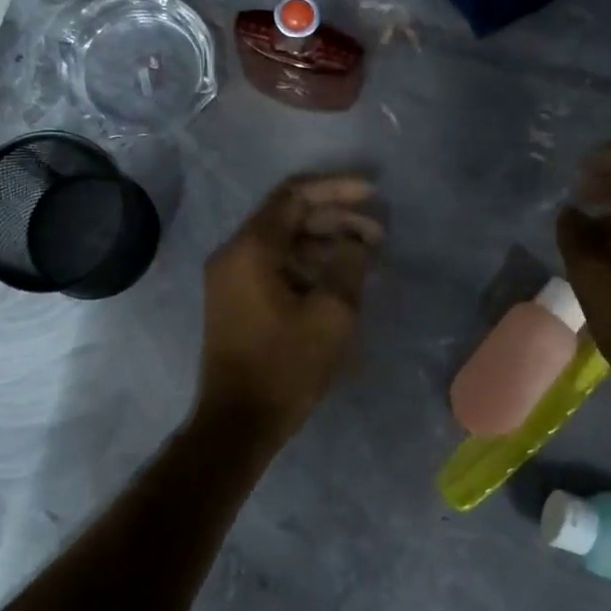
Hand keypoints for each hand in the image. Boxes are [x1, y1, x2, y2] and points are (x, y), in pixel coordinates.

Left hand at [193, 174, 383, 443]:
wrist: (238, 422)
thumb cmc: (285, 366)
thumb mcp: (331, 314)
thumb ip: (348, 264)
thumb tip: (355, 241)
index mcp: (251, 248)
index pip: (295, 195)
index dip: (337, 188)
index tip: (374, 192)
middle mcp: (234, 253)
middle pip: (289, 216)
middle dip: (337, 218)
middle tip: (379, 232)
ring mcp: (231, 278)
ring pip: (284, 242)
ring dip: (325, 242)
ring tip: (367, 255)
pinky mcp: (237, 300)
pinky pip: (275, 265)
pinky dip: (308, 264)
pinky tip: (339, 278)